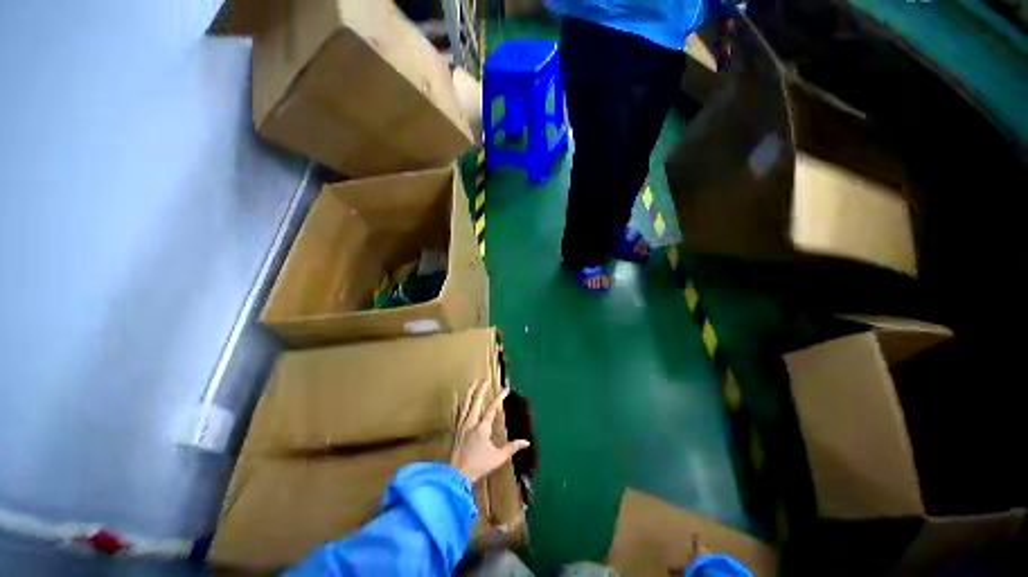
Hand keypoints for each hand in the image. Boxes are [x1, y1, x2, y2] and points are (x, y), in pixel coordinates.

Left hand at [450, 379, 529, 483]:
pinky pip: (459, 411)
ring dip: (470, 391)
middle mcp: (471, 422)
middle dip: (481, 388)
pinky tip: (463, 399)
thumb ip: (512, 448)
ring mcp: (462, 424)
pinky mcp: (456, 428)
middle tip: (485, 379)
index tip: (505, 389)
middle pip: (476, 401)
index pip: (492, 408)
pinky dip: (462, 402)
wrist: (456, 475)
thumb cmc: (479, 466)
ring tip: (473, 382)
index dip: (499, 397)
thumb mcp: (498, 458)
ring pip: (465, 403)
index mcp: (482, 428)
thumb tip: (526, 442)